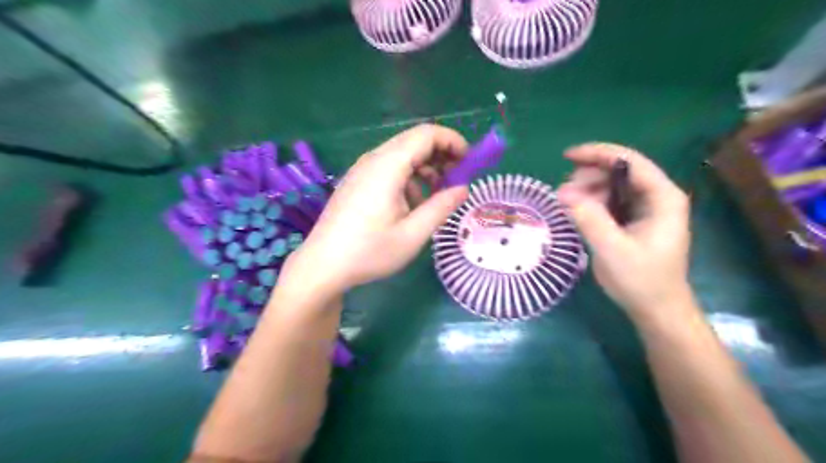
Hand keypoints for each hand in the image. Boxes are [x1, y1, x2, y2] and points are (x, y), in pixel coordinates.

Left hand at [280, 124, 466, 295]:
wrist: (323, 265)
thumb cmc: (369, 251)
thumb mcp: (413, 234)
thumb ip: (441, 207)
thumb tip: (463, 189)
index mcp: (388, 166)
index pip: (426, 134)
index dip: (452, 141)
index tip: (470, 162)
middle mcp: (373, 159)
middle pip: (414, 141)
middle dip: (441, 154)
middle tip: (458, 178)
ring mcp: (362, 169)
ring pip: (402, 155)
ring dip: (425, 168)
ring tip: (437, 195)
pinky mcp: (357, 181)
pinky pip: (389, 168)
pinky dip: (408, 177)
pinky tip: (411, 204)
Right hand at [558, 143, 691, 319]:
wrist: (656, 310)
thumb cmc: (641, 280)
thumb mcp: (611, 249)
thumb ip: (588, 217)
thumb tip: (562, 191)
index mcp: (662, 197)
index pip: (630, 161)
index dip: (598, 153)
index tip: (567, 156)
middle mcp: (656, 196)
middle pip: (619, 170)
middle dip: (589, 177)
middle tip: (564, 195)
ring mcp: (645, 208)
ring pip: (612, 185)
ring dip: (587, 191)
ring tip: (569, 207)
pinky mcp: (634, 220)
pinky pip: (609, 201)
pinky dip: (591, 203)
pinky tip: (578, 213)